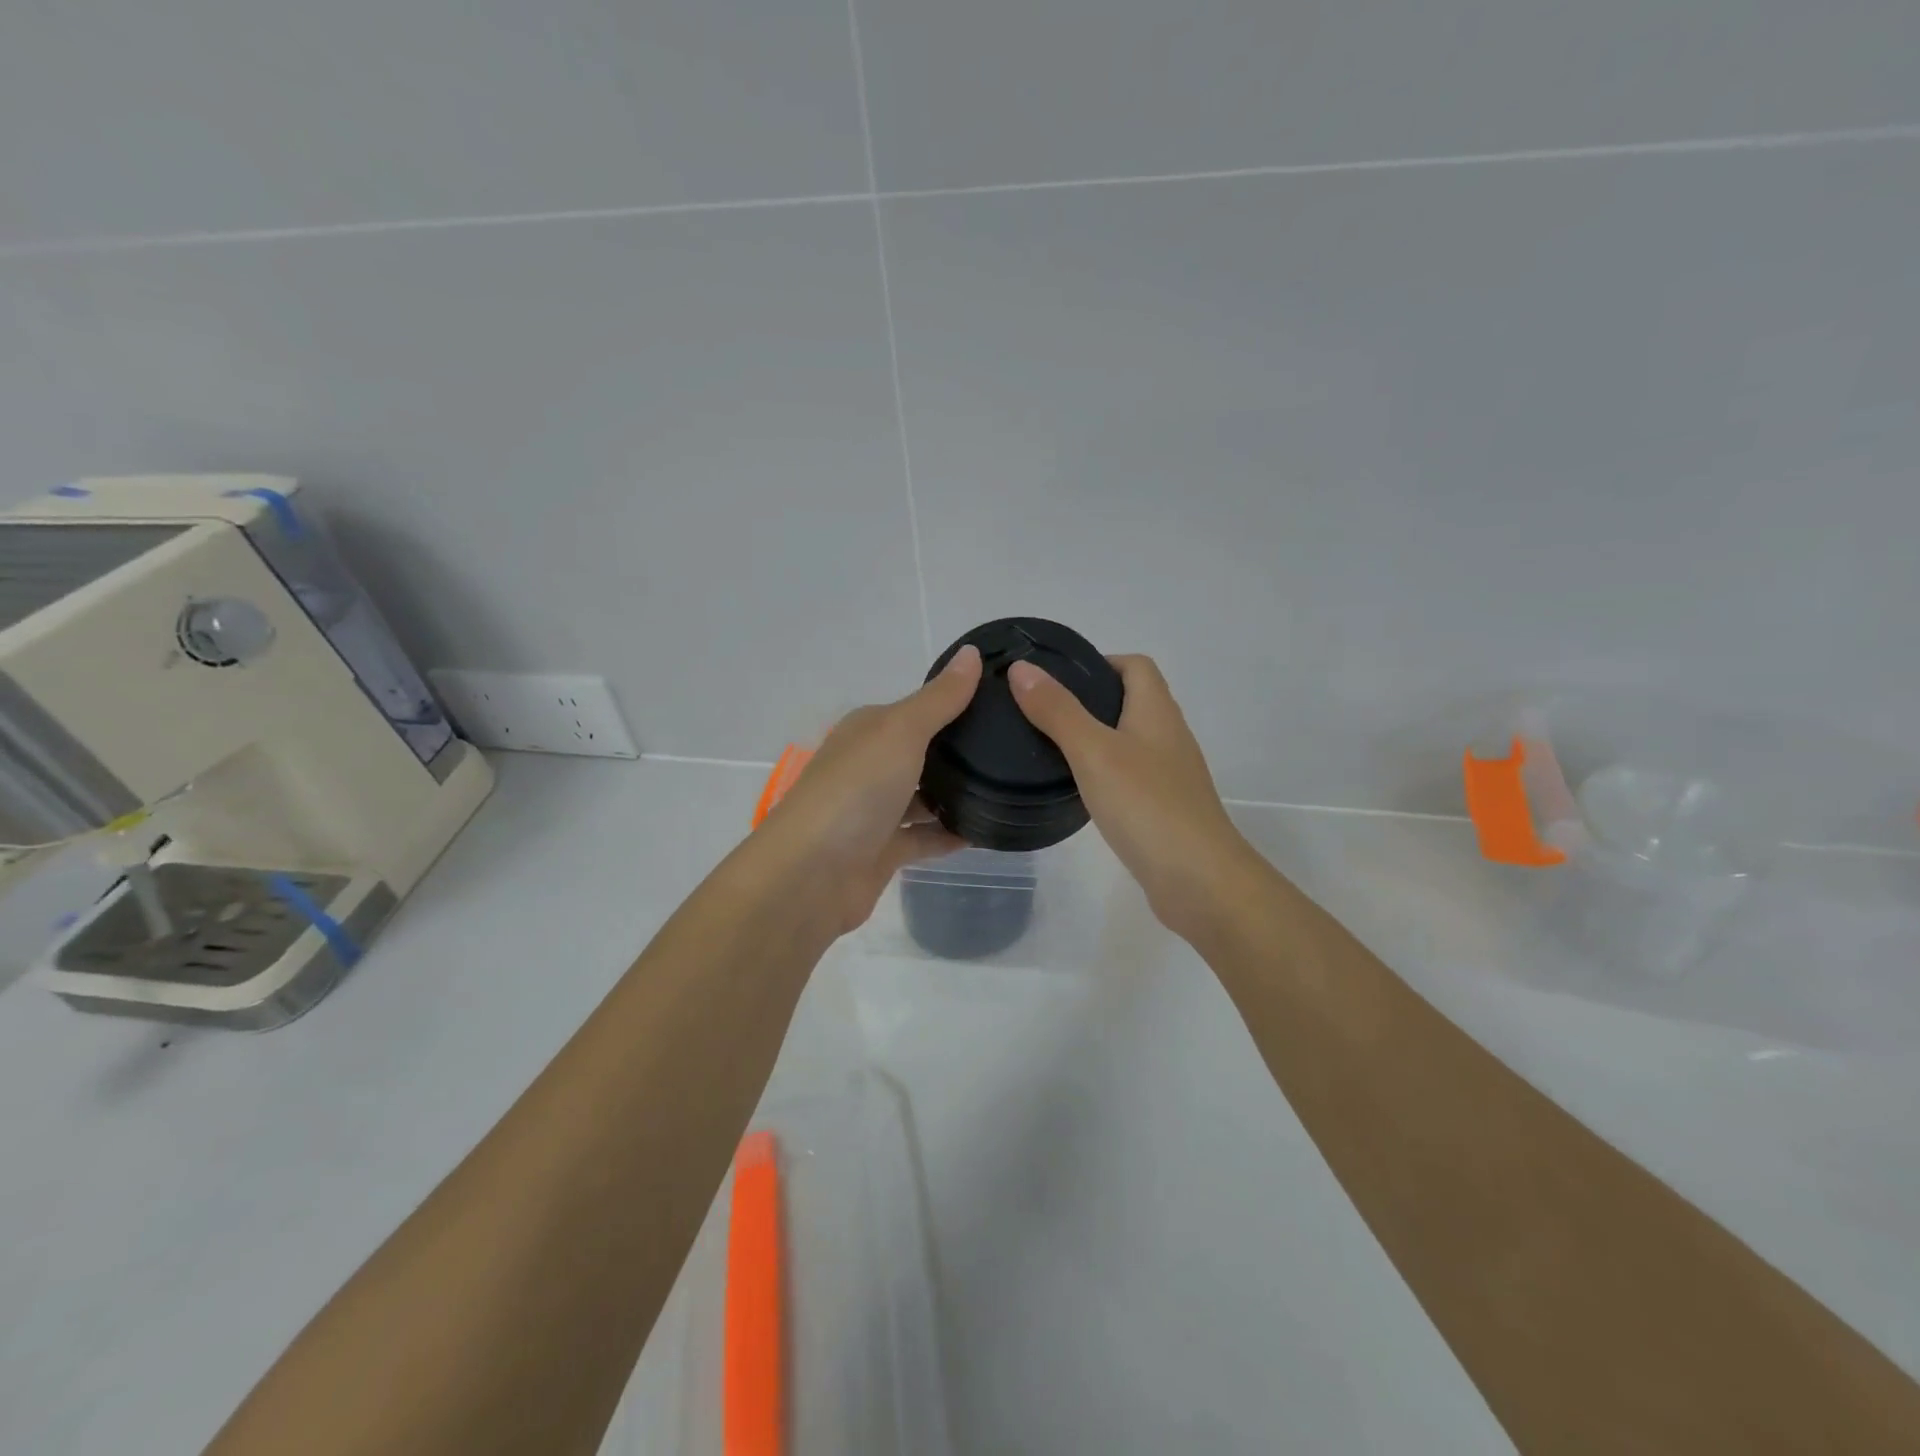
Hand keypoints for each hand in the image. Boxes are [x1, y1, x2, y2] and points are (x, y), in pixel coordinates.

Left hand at [757, 645, 982, 934]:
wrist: (810, 875)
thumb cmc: (855, 790)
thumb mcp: (900, 732)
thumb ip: (939, 699)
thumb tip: (972, 652)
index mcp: (868, 730)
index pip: (918, 709)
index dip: (956, 703)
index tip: (1004, 703)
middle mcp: (869, 766)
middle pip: (921, 753)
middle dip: (960, 752)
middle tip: (1017, 749)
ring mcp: (874, 811)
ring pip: (923, 797)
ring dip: (957, 795)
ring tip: (1010, 788)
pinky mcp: (882, 851)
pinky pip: (924, 837)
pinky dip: (950, 834)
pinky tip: (986, 830)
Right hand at [1008, 654, 1257, 942]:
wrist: (1199, 881)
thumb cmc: (1146, 805)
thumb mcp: (1093, 751)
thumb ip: (1057, 710)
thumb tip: (1022, 668)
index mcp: (1157, 712)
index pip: (1135, 666)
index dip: (1100, 661)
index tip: (1056, 678)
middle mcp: (1169, 736)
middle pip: (1132, 702)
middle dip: (1089, 700)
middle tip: (1041, 712)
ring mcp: (1170, 776)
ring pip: (1129, 741)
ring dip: (1095, 738)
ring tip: (1049, 747)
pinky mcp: (1164, 810)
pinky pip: (1130, 777)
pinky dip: (1104, 774)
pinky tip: (1077, 790)